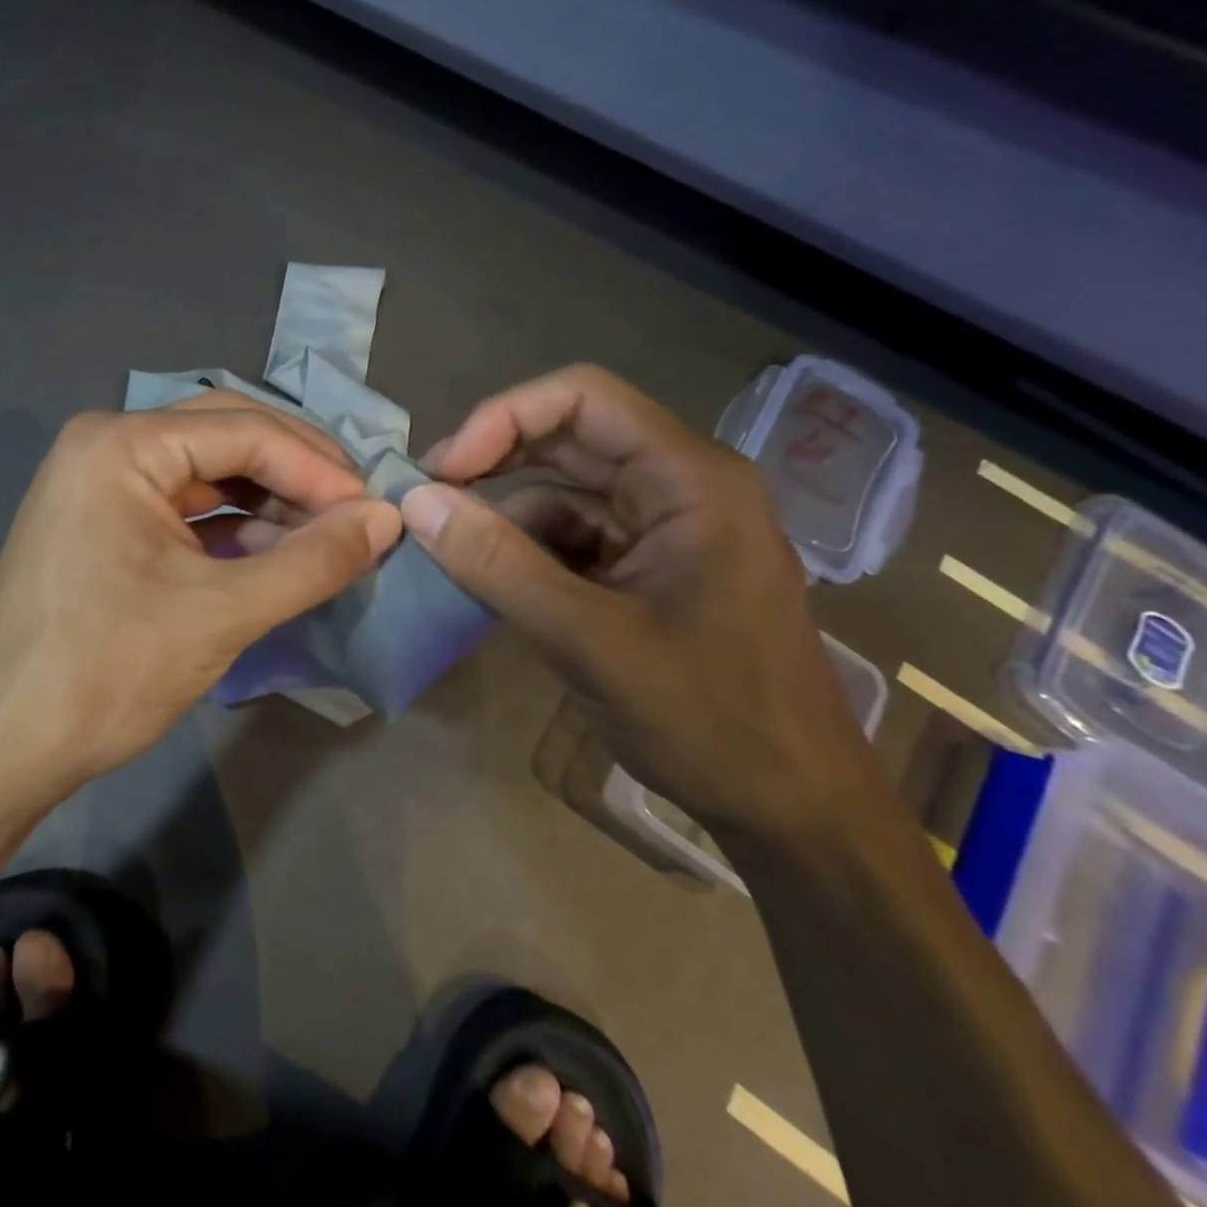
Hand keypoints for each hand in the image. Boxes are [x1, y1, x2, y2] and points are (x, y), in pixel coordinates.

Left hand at [0, 394, 401, 795]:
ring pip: (209, 471)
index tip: (376, 511)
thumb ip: (313, 561)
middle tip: (358, 511)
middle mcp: (107, 443)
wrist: (4, 745)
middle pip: (226, 436)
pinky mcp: (104, 519)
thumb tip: (388, 519)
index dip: (319, 469)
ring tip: (329, 535)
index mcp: (123, 444)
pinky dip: (235, 525)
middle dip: (297, 473)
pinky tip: (278, 551)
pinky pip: (185, 505)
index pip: (246, 430)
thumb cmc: (107, 671)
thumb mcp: (223, 613)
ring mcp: (100, 481)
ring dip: (271, 500)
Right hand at [403, 365, 876, 838]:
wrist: (790, 808)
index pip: (583, 398)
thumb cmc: (708, 718)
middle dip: (494, 457)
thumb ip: (498, 564)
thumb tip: (416, 501)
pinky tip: (491, 579)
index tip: (444, 470)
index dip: (503, 418)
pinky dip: (527, 551)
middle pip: (571, 437)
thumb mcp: (588, 639)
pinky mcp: (648, 570)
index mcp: (689, 480)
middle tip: (427, 496)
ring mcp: (665, 530)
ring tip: (448, 544)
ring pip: (567, 490)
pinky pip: (574, 537)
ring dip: (505, 511)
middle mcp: (680, 487)